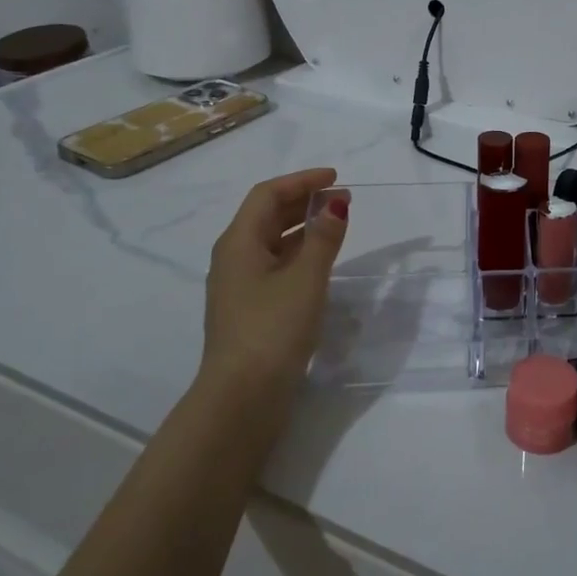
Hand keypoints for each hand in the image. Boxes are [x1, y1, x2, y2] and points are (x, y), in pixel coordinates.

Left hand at [200, 168, 349, 392]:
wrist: (242, 398)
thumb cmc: (273, 329)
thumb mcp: (306, 278)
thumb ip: (323, 237)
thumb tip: (335, 203)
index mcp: (239, 242)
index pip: (268, 194)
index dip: (302, 181)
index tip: (335, 177)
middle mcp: (234, 258)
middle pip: (267, 216)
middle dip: (304, 202)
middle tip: (343, 199)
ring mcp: (240, 286)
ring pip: (272, 242)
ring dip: (303, 227)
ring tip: (337, 225)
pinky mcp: (250, 310)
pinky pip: (275, 266)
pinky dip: (299, 253)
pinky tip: (321, 262)